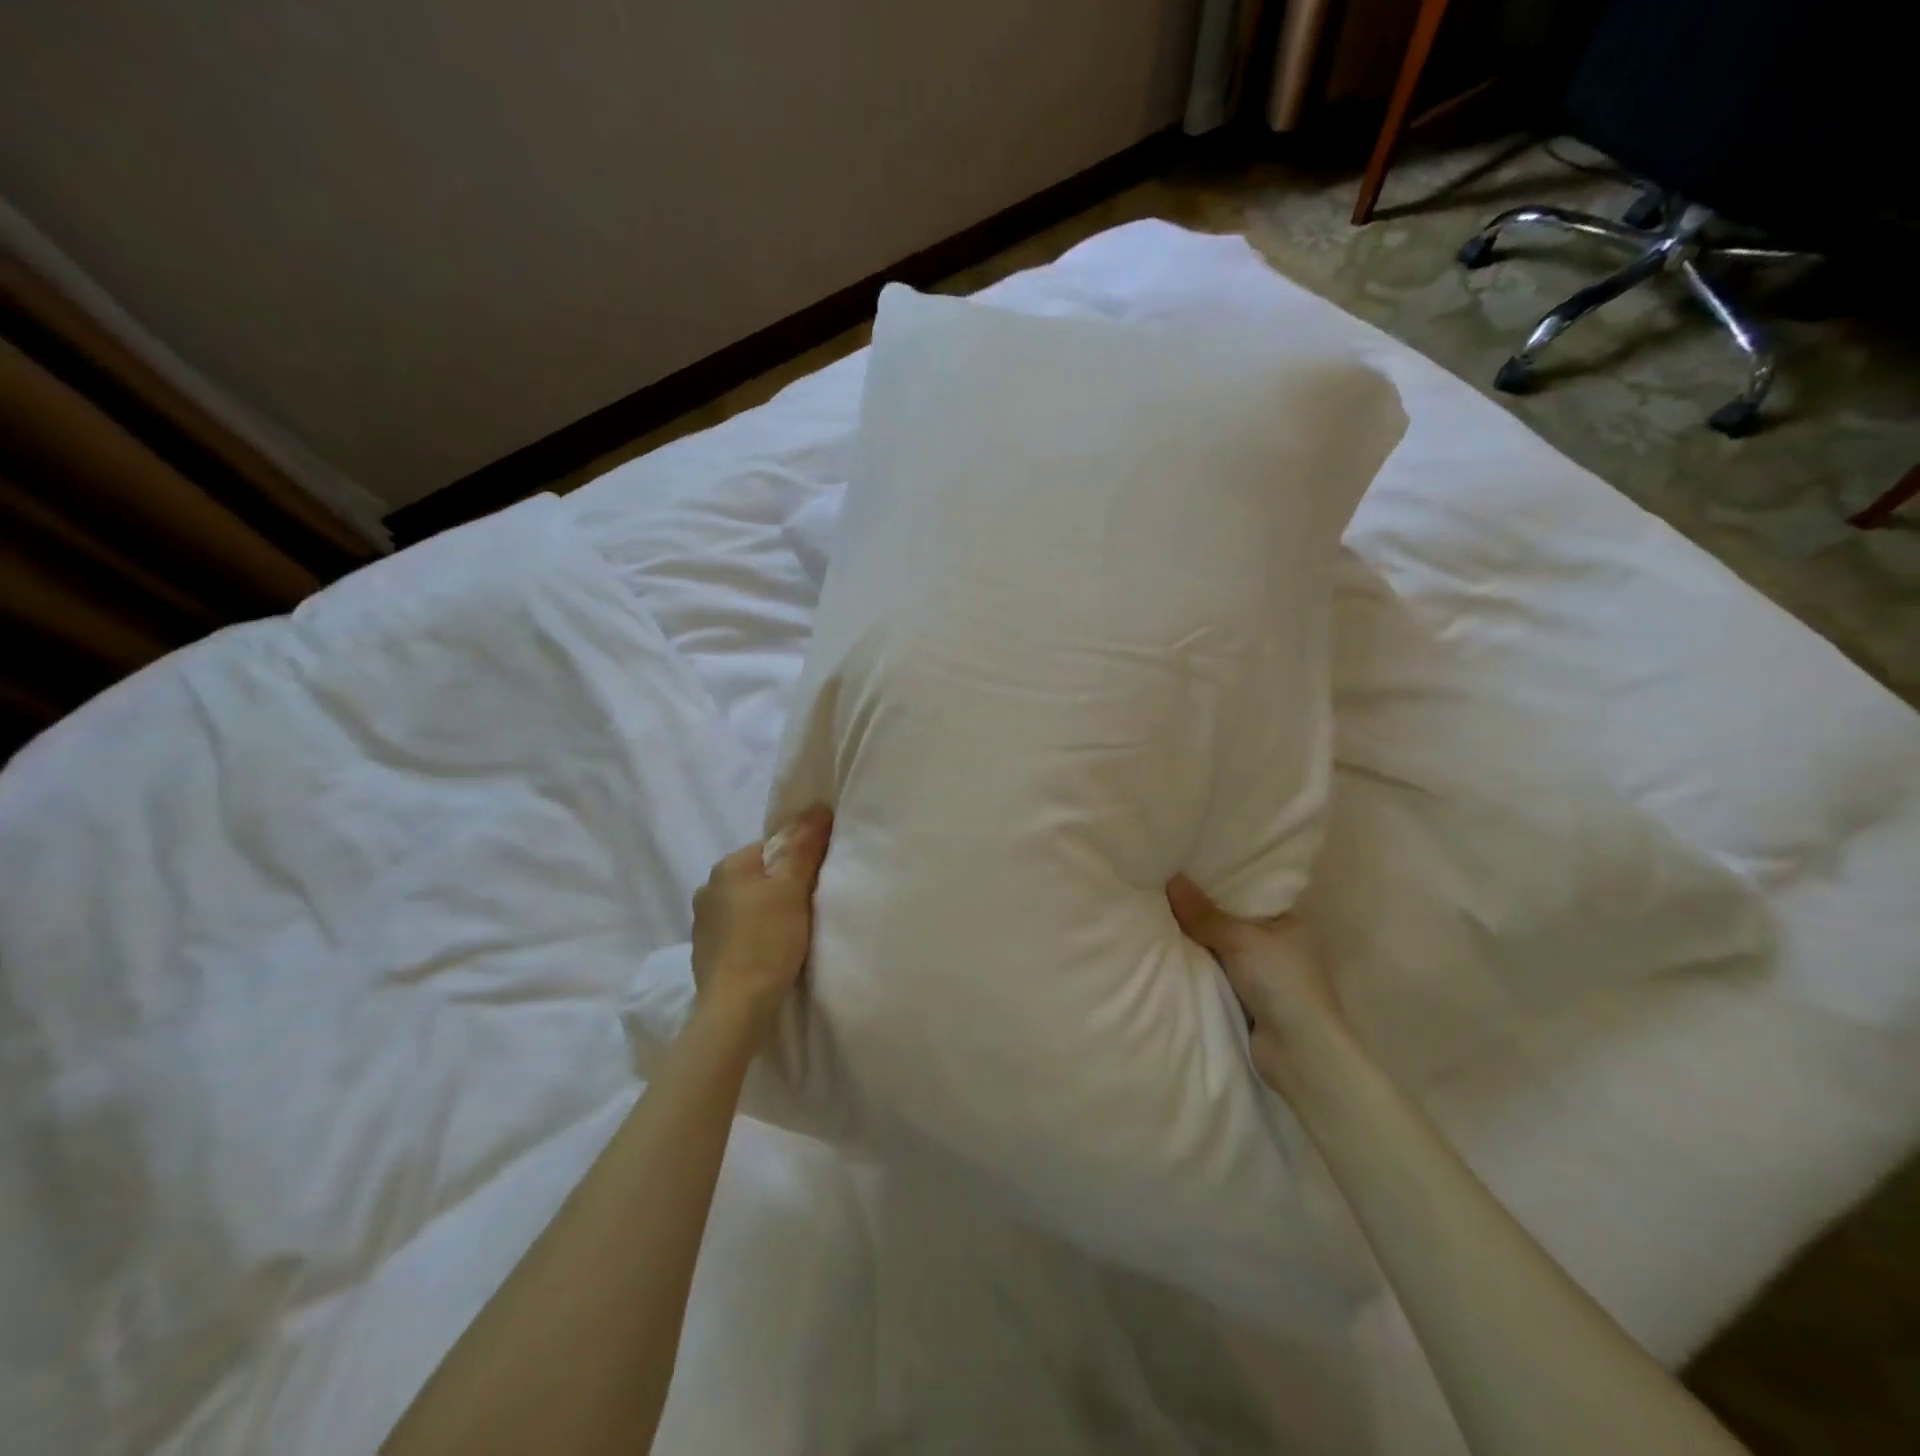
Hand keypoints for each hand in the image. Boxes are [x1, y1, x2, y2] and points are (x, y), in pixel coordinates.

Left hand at [691, 806, 832, 1035]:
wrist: (735, 1009)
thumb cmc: (766, 941)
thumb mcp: (793, 889)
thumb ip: (804, 847)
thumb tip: (816, 808)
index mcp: (727, 866)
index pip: (770, 848)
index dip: (798, 860)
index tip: (817, 881)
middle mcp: (708, 889)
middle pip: (758, 876)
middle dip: (782, 887)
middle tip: (810, 907)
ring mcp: (703, 924)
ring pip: (748, 905)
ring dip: (768, 913)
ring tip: (793, 933)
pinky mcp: (706, 954)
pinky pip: (739, 932)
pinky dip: (756, 936)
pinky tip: (772, 952)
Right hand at [1167, 874, 1345, 1092]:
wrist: (1298, 1051)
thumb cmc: (1280, 982)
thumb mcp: (1240, 939)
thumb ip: (1204, 914)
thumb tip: (1172, 879)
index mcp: (1291, 922)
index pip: (1251, 894)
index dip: (1220, 883)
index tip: (1187, 871)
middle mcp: (1280, 945)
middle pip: (1232, 921)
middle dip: (1203, 913)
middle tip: (1164, 891)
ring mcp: (1265, 974)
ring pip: (1221, 949)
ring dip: (1198, 943)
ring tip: (1158, 916)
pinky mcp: (1250, 999)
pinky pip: (1217, 973)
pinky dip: (1199, 968)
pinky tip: (1170, 953)